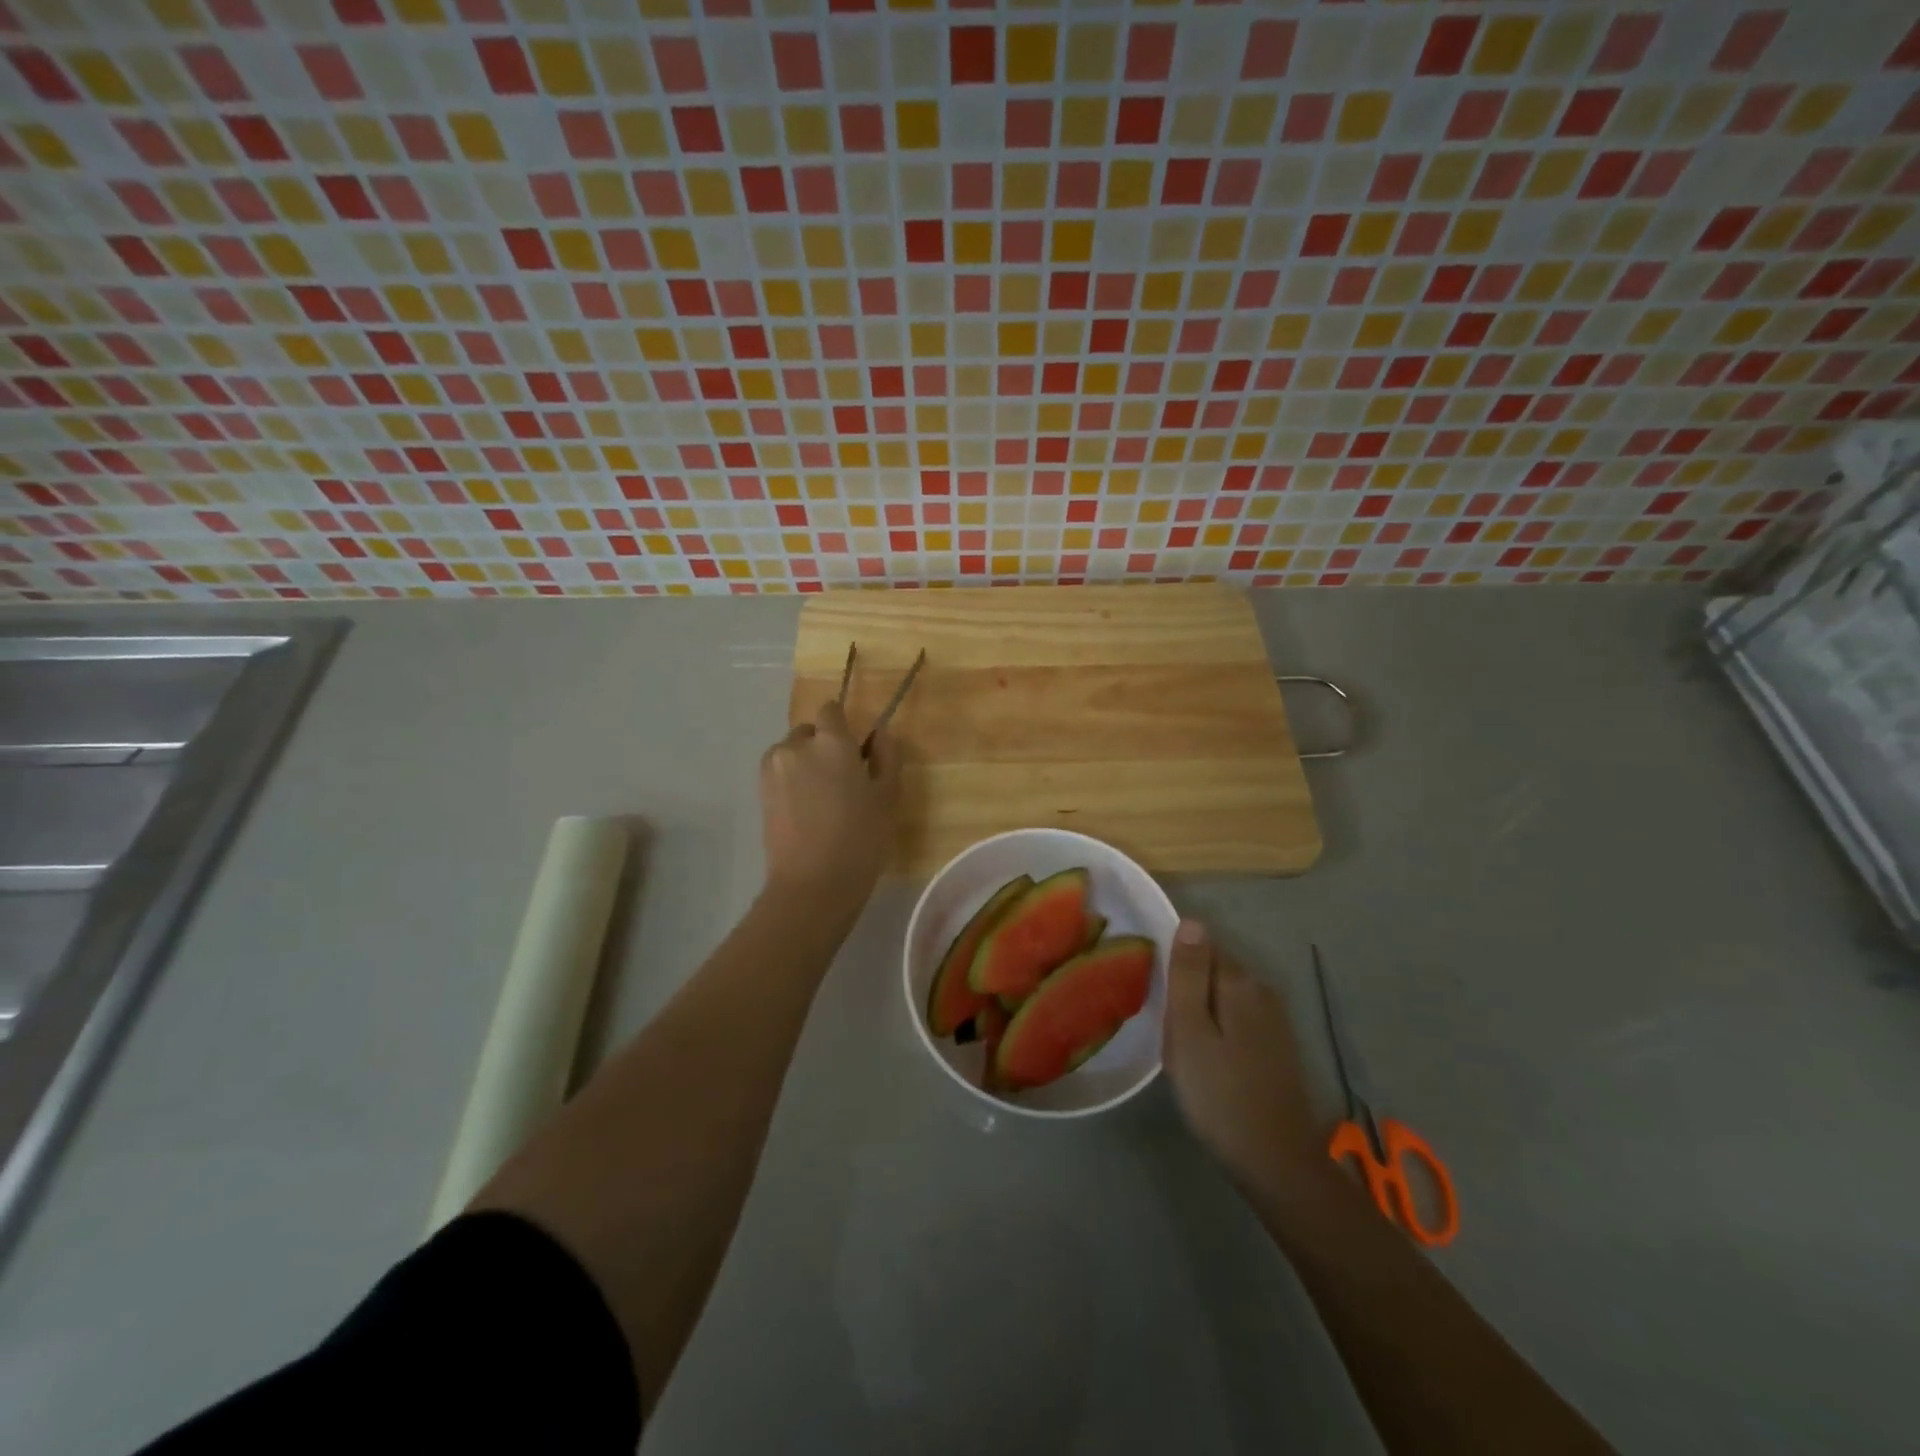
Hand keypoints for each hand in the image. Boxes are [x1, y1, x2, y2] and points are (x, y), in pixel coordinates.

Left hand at [759, 699, 898, 911]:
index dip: (843, 727)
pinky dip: (790, 782)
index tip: (855, 752)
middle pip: (809, 731)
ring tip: (820, 800)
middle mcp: (797, 745)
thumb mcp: (887, 797)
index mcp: (832, 741)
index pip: (831, 710)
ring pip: (791, 752)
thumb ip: (886, 756)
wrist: (813, 883)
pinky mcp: (759, 791)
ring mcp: (773, 768)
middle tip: (841, 782)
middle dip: (822, 746)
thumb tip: (879, 733)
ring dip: (804, 764)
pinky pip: (779, 773)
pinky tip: (804, 812)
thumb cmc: (860, 838)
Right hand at [1164, 921, 1325, 1200]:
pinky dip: (1220, 1032)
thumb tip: (1192, 921)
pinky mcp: (1279, 1046)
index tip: (1159, 1001)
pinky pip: (1238, 1021)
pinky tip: (1210, 1063)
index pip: (1200, 947)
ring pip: (1224, 999)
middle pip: (1213, 972)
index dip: (1175, 969)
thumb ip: (1188, 974)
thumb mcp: (1189, 1031)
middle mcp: (1263, 990)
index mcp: (1239, 982)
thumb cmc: (1220, 1094)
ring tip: (1184, 1052)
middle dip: (1188, 992)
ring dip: (1203, 1014)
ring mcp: (1276, 1020)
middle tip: (1168, 1034)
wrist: (1276, 1162)